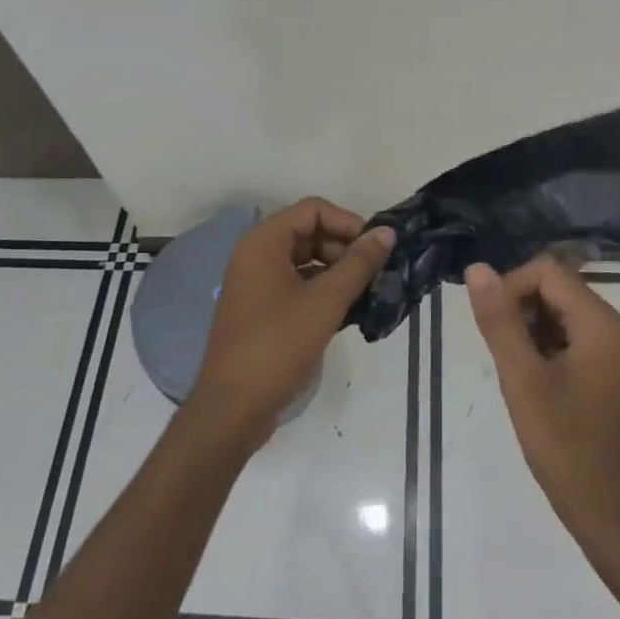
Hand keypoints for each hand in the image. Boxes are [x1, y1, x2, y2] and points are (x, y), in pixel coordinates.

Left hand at [191, 200, 394, 447]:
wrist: (232, 409)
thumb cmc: (277, 346)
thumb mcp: (325, 302)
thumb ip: (358, 264)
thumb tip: (387, 233)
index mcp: (263, 243)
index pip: (313, 210)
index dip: (348, 223)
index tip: (376, 248)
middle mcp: (256, 255)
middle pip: (309, 233)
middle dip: (345, 248)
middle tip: (375, 274)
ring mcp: (256, 284)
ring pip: (305, 261)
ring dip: (337, 271)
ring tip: (367, 294)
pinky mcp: (262, 310)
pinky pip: (298, 285)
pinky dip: (323, 292)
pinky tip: (348, 313)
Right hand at [466, 258, 619, 552]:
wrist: (612, 514)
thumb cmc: (565, 446)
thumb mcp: (522, 379)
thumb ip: (499, 320)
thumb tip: (477, 268)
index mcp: (601, 323)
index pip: (546, 272)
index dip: (511, 288)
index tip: (493, 329)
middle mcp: (615, 328)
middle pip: (556, 289)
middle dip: (521, 311)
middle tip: (504, 356)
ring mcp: (617, 351)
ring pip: (561, 313)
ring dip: (531, 332)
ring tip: (518, 374)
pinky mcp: (612, 371)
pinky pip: (573, 338)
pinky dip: (547, 349)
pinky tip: (535, 384)